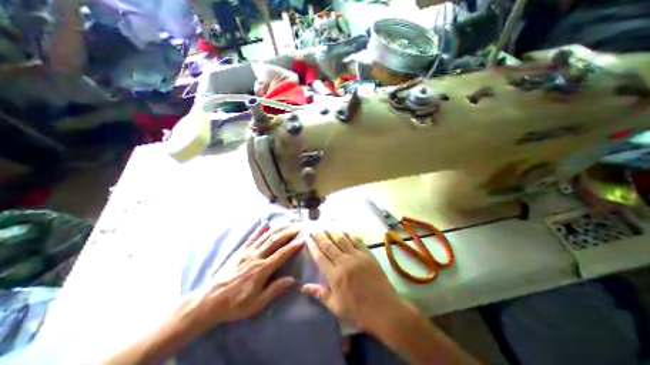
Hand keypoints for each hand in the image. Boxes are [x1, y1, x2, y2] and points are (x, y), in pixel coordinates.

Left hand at [178, 225, 302, 335]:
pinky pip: (251, 238)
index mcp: (261, 269)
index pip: (281, 254)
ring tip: (286, 224)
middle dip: (287, 233)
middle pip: (274, 241)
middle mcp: (256, 257)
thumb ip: (275, 290)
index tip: (302, 240)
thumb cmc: (235, 304)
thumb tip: (292, 280)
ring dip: (277, 229)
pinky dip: (260, 230)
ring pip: (265, 237)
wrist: (210, 301)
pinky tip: (266, 224)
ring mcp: (247, 252)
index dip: (293, 246)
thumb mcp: (257, 303)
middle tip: (296, 228)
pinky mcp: (239, 251)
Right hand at [301, 231, 406, 332]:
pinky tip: (345, 231)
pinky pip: (357, 241)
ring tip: (326, 227)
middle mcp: (344, 262)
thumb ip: (320, 294)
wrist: (385, 310)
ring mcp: (357, 257)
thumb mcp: (336, 308)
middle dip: (320, 237)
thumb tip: (303, 287)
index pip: (320, 257)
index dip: (313, 247)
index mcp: (335, 276)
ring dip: (333, 233)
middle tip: (314, 230)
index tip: (308, 240)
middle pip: (329, 245)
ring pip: (342, 240)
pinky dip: (350, 235)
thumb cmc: (358, 312)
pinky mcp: (368, 255)